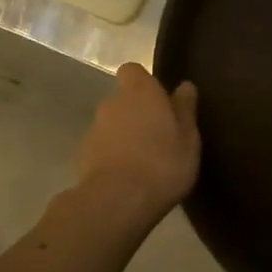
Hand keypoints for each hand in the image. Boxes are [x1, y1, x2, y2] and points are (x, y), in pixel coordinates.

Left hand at [76, 63, 200, 224]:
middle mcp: (112, 103)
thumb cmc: (162, 163)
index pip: (133, 71)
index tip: (160, 99)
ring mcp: (94, 130)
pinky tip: (128, 177)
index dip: (145, 82)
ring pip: (113, 125)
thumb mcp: (188, 138)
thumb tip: (184, 85)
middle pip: (124, 99)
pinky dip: (114, 156)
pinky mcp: (83, 156)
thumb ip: (185, 109)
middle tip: (159, 135)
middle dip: (138, 112)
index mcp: (140, 92)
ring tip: (145, 160)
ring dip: (125, 135)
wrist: (117, 201)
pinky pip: (103, 148)